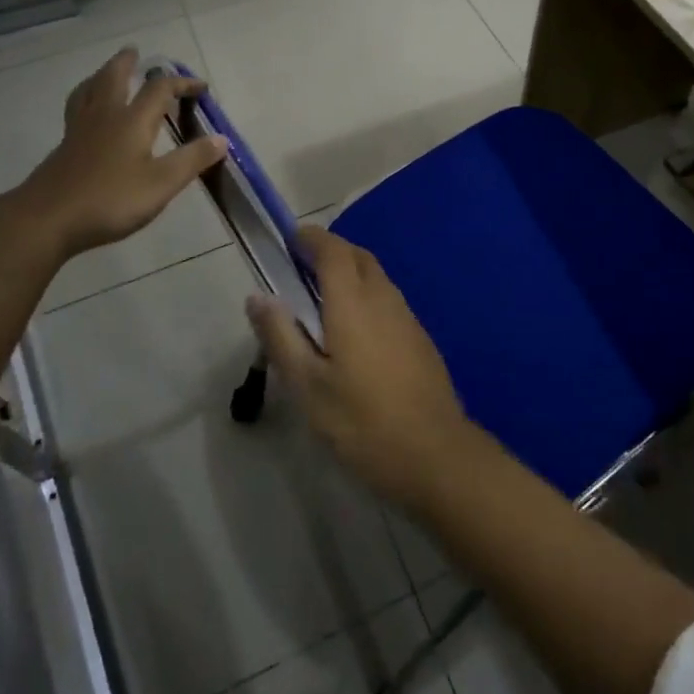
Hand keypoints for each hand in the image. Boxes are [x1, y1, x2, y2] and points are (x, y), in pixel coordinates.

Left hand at [13, 48, 227, 258]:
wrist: (47, 219)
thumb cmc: (110, 199)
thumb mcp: (161, 184)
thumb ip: (192, 160)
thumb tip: (222, 138)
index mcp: (132, 120)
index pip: (159, 89)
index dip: (182, 83)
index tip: (200, 87)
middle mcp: (104, 116)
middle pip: (113, 77)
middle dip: (126, 63)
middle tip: (133, 51)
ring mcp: (79, 131)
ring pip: (88, 91)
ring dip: (100, 76)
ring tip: (105, 72)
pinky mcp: (64, 148)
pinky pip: (76, 110)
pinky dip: (85, 99)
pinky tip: (86, 115)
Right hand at [245, 226, 473, 512]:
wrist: (435, 455)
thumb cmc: (362, 421)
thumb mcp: (307, 386)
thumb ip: (281, 336)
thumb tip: (258, 296)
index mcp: (352, 302)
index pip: (332, 251)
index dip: (311, 238)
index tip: (290, 238)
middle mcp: (383, 298)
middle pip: (358, 257)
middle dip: (331, 251)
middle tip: (302, 266)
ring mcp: (407, 317)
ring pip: (376, 277)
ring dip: (350, 272)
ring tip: (323, 297)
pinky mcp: (420, 339)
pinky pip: (388, 299)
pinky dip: (367, 295)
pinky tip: (355, 329)